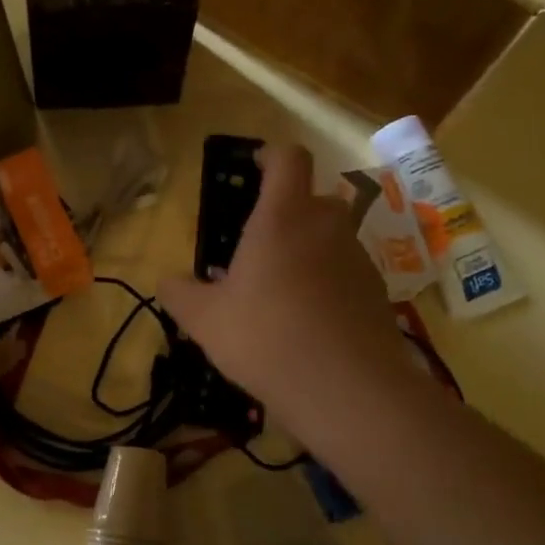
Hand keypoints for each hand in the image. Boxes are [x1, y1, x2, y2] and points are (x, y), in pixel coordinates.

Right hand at [158, 144, 402, 419]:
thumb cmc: (266, 338)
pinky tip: (309, 322)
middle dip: (285, 214)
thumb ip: (180, 294)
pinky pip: (346, 272)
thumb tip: (168, 282)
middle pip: (310, 199)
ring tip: (281, 293)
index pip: (287, 158)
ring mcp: (357, 257)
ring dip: (307, 252)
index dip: (270, 155)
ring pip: (329, 238)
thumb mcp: (204, 320)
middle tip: (257, 248)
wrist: (346, 389)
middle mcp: (326, 226)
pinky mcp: (376, 291)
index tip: (254, 168)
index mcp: (282, 218)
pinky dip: (328, 283)